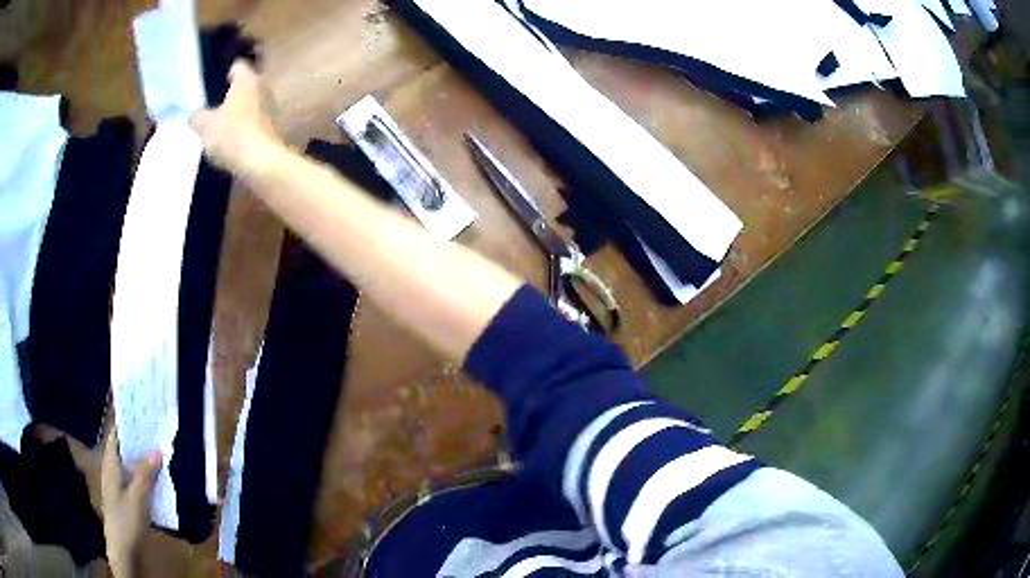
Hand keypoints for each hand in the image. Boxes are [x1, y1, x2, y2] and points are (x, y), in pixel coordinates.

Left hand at [101, 429, 161, 577]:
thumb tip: (157, 449)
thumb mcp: (137, 498)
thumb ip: (145, 474)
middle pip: (125, 450)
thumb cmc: (125, 520)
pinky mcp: (127, 499)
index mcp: (111, 464)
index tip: (144, 413)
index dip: (127, 423)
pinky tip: (160, 481)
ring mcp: (119, 486)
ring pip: (132, 466)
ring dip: (145, 461)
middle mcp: (113, 470)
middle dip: (140, 442)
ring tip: (163, 454)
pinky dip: (147, 477)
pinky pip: (137, 481)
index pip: (116, 435)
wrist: (123, 550)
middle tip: (159, 433)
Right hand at [190, 59, 283, 181]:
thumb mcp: (205, 126)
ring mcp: (272, 107)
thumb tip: (195, 115)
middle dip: (230, 95)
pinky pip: (255, 122)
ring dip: (238, 112)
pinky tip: (232, 141)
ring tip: (220, 127)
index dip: (224, 74)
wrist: (261, 162)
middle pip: (244, 86)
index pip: (237, 66)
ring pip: (250, 104)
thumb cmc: (232, 135)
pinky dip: (245, 127)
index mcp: (248, 79)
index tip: (212, 86)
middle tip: (212, 107)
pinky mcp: (274, 128)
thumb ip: (197, 116)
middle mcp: (263, 87)